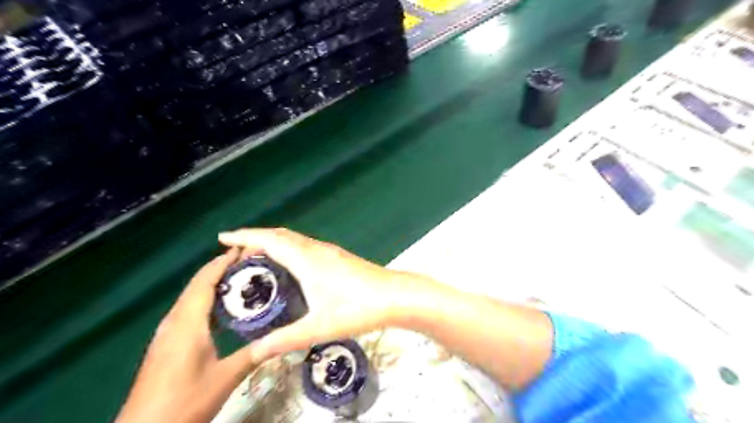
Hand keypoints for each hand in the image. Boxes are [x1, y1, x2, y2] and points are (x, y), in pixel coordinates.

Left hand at [115, 250, 256, 421]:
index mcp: (187, 323)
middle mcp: (174, 321)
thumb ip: (254, 354)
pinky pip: (189, 311)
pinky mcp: (167, 343)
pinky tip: (224, 309)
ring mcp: (168, 333)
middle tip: (250, 261)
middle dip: (221, 268)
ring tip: (242, 278)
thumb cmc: (183, 402)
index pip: (205, 281)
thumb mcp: (225, 378)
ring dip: (214, 284)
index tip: (244, 247)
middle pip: (197, 285)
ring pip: (192, 298)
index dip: (223, 262)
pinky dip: (207, 301)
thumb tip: (284, 338)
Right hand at [219, 229, 418, 361]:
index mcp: (306, 259)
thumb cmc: (357, 308)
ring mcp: (329, 251)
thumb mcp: (318, 327)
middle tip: (235, 254)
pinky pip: (304, 246)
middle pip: (280, 235)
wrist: (395, 296)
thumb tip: (254, 352)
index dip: (244, 236)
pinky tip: (289, 267)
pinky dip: (288, 249)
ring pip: (294, 239)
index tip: (222, 237)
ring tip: (257, 259)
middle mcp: (315, 249)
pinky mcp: (338, 257)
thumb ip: (284, 340)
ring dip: (273, 243)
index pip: (268, 240)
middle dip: (255, 239)